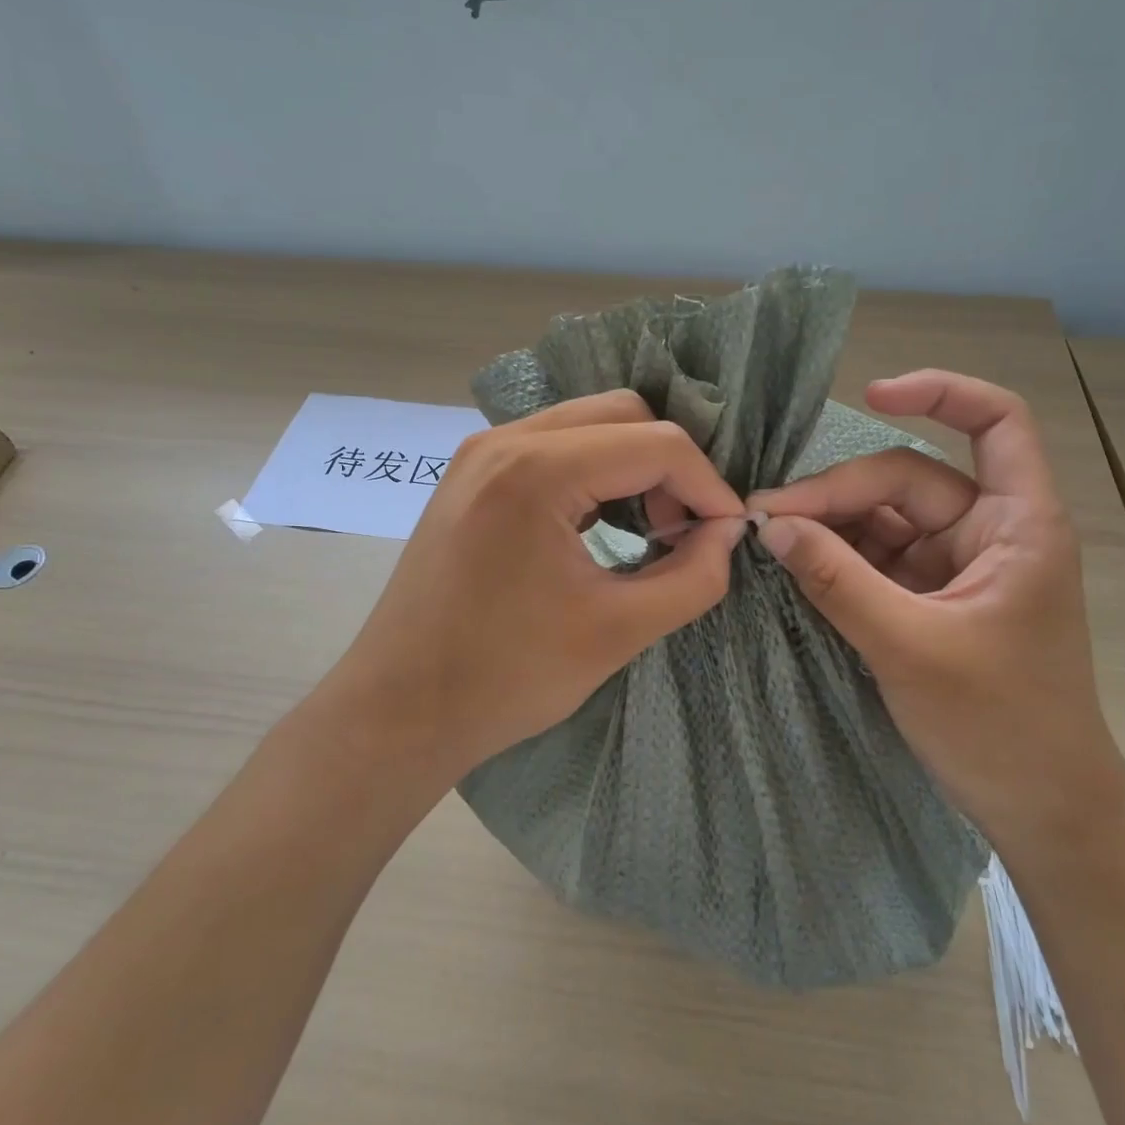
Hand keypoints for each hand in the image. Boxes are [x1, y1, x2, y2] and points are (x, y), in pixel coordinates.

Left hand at [330, 390, 744, 781]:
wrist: (397, 710)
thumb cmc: (505, 678)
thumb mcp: (618, 633)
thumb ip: (693, 577)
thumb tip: (727, 533)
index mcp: (537, 470)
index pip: (657, 444)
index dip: (707, 485)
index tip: (727, 533)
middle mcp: (504, 440)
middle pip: (623, 414)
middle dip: (670, 466)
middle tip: (683, 530)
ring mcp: (480, 452)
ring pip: (588, 423)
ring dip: (632, 465)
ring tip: (648, 529)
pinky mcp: (470, 474)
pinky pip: (552, 445)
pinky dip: (593, 472)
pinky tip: (600, 522)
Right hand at [746, 371, 1124, 847]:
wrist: (1040, 810)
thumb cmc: (999, 726)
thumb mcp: (908, 647)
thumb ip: (836, 581)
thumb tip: (769, 525)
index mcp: (1017, 525)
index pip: (996, 423)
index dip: (940, 394)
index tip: (872, 395)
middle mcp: (987, 532)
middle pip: (906, 480)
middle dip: (837, 493)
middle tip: (765, 519)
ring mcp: (955, 566)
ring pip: (883, 520)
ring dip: (828, 526)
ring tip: (768, 541)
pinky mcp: (930, 598)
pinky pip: (876, 559)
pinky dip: (836, 559)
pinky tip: (793, 564)